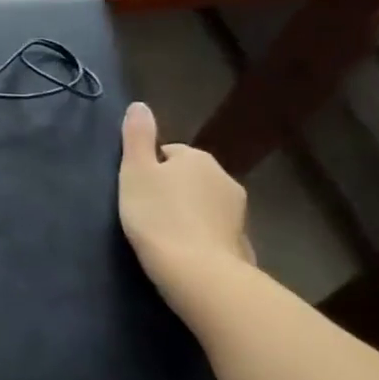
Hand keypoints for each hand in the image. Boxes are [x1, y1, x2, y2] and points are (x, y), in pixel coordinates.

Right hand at [117, 101, 253, 296]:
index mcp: (198, 159)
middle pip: (190, 178)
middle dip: (173, 191)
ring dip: (189, 214)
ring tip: (166, 236)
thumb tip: (140, 105)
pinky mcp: (243, 245)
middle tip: (148, 213)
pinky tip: (186, 254)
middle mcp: (225, 179)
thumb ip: (137, 136)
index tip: (138, 191)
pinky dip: (203, 238)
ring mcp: (239, 214)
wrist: (199, 274)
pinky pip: (216, 233)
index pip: (169, 154)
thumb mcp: (135, 171)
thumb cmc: (158, 215)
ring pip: (205, 205)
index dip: (150, 171)